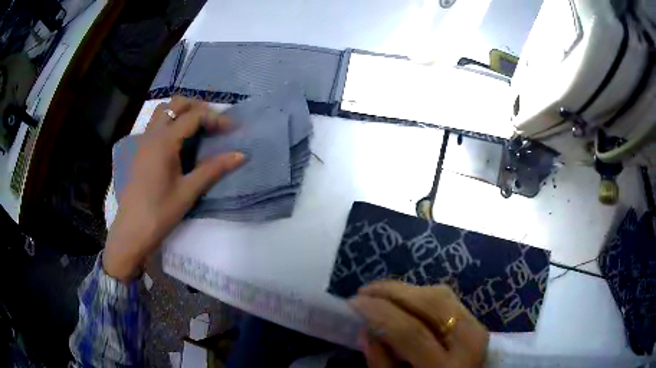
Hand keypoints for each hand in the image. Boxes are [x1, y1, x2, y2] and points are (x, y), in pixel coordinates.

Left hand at [104, 97, 244, 282]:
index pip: (194, 116)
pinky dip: (170, 121)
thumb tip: (241, 155)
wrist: (132, 231)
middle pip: (176, 104)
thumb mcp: (189, 191)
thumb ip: (214, 169)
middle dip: (198, 107)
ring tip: (196, 127)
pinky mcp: (139, 150)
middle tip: (214, 123)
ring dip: (181, 111)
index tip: (232, 129)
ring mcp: (143, 141)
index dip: (216, 118)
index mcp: (164, 141)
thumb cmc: (160, 212)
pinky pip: (155, 124)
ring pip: (162, 111)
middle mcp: (152, 134)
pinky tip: (178, 141)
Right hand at [351, 280, 488, 367]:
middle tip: (365, 291)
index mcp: (445, 367)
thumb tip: (365, 331)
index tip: (353, 302)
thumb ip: (382, 364)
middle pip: (431, 303)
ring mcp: (477, 328)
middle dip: (393, 291)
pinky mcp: (477, 322)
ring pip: (441, 295)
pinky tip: (404, 300)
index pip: (410, 331)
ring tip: (380, 294)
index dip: (379, 312)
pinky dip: (422, 295)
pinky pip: (448, 299)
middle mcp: (468, 342)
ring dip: (406, 290)